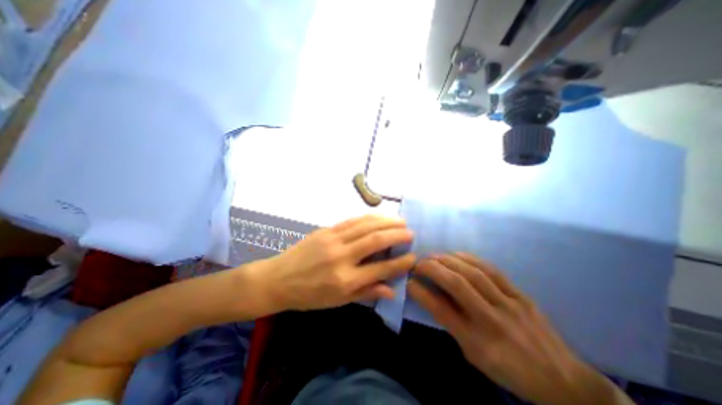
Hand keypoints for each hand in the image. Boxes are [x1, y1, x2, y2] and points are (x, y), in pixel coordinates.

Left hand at [251, 217, 414, 311]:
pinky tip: (378, 217)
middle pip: (375, 240)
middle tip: (410, 232)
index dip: (400, 263)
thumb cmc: (309, 295)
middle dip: (397, 235)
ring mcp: (333, 239)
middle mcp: (341, 257)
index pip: (380, 269)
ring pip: (365, 225)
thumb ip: (366, 293)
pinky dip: (368, 217)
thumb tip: (391, 290)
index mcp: (345, 280)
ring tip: (400, 221)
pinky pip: (352, 220)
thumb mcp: (337, 301)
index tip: (413, 257)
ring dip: (385, 221)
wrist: (278, 279)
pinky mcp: (326, 230)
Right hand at [408, 253, 630, 404]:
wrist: (563, 380)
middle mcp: (492, 320)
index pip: (441, 310)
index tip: (409, 281)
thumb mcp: (474, 356)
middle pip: (457, 285)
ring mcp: (509, 304)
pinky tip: (457, 254)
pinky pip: (492, 270)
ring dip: (448, 260)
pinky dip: (470, 259)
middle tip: (418, 262)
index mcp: (478, 342)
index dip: (421, 292)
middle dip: (432, 268)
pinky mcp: (520, 294)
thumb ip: (452, 325)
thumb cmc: (509, 370)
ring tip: (433, 256)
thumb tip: (431, 297)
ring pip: (473, 273)